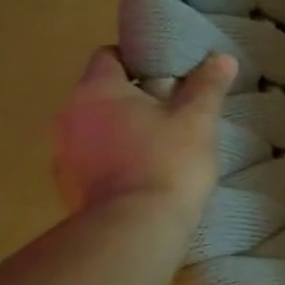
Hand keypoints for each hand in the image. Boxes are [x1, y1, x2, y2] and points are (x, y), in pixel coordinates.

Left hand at [53, 48, 236, 229]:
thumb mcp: (198, 121)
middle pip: (101, 94)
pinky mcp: (66, 187)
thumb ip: (208, 87)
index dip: (137, 60)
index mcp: (98, 90)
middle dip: (132, 99)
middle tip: (172, 112)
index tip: (167, 74)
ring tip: (157, 147)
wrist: (136, 228)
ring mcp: (62, 153)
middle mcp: (69, 114)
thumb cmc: (168, 162)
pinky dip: (111, 162)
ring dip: (119, 132)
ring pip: (94, 129)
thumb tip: (223, 58)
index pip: (109, 56)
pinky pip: (90, 162)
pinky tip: (141, 177)